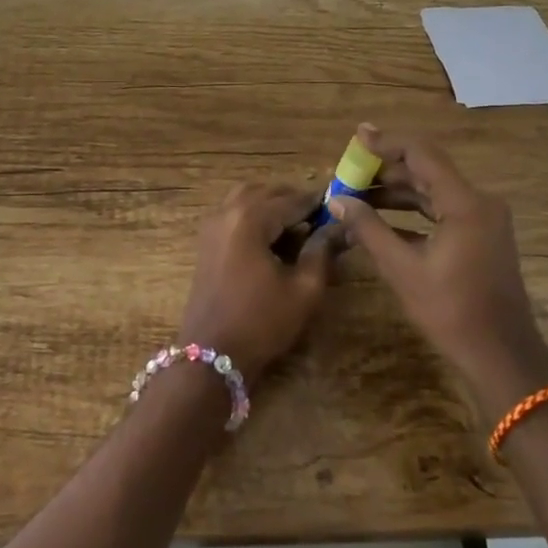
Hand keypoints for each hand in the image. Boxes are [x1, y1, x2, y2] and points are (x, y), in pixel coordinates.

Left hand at [178, 183, 340, 383]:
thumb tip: (339, 227)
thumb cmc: (262, 323)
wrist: (211, 356)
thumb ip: (322, 251)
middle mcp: (226, 213)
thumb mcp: (303, 290)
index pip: (291, 199)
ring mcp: (211, 227)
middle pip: (265, 191)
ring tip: (299, 226)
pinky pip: (233, 214)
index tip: (341, 204)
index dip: (318, 202)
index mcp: (249, 218)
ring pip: (245, 198)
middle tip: (320, 216)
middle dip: (293, 199)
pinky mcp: (206, 243)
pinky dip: (254, 215)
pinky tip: (274, 239)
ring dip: (272, 204)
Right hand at [326, 125, 547, 417]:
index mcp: (465, 203)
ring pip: (433, 191)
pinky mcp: (481, 235)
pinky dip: (413, 212)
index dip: (387, 142)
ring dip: (397, 192)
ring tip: (357, 195)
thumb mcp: (403, 269)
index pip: (422, 154)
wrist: (501, 355)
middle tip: (349, 173)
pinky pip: (442, 211)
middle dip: (386, 170)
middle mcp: (479, 201)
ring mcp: (483, 219)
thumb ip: (369, 229)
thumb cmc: (452, 312)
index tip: (357, 137)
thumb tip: (336, 201)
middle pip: (427, 170)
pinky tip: (381, 221)